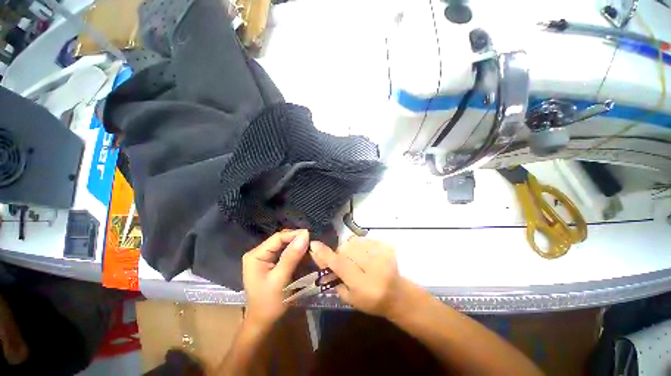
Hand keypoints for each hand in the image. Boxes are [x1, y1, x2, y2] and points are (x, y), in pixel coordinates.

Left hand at [242, 229, 308, 329]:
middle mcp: (259, 253)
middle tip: (312, 243)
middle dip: (297, 241)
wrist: (263, 323)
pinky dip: (297, 255)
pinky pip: (286, 254)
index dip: (294, 234)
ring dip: (298, 247)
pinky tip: (306, 256)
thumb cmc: (269, 303)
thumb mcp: (281, 279)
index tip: (310, 235)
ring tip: (311, 249)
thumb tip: (305, 235)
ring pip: (285, 246)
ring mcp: (266, 258)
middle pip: (281, 240)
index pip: (277, 238)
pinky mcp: (272, 264)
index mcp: (256, 255)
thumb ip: (292, 256)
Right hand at [310, 237, 407, 317]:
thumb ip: (333, 279)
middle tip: (345, 262)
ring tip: (357, 258)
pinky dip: (360, 245)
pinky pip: (364, 239)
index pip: (340, 264)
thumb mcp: (349, 298)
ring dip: (350, 248)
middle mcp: (373, 267)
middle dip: (340, 253)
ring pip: (354, 242)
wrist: (397, 294)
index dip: (325, 254)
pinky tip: (366, 255)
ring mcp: (382, 254)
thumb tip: (318, 258)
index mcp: (363, 284)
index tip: (314, 244)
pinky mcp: (386, 245)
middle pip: (346, 249)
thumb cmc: (371, 301)